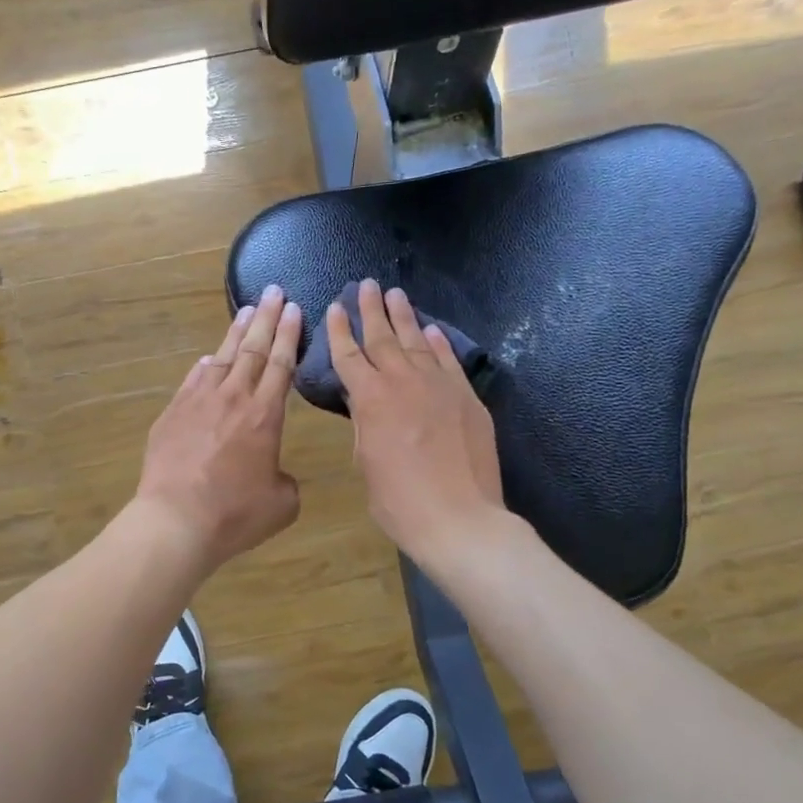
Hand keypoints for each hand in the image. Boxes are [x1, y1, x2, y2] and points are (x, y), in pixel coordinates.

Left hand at [134, 285, 303, 572]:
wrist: (175, 519)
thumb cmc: (234, 514)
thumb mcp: (280, 504)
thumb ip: (285, 482)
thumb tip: (273, 473)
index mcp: (265, 415)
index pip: (280, 364)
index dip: (288, 335)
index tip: (293, 309)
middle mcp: (233, 399)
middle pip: (253, 350)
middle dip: (266, 318)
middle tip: (274, 291)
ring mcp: (198, 402)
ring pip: (222, 357)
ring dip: (236, 333)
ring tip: (247, 311)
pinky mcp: (172, 413)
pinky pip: (193, 379)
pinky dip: (204, 365)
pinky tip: (209, 357)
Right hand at [327, 280, 505, 568]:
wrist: (458, 518)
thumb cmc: (399, 501)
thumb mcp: (366, 462)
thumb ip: (365, 424)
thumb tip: (364, 400)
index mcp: (370, 399)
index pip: (349, 355)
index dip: (340, 330)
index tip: (336, 306)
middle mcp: (403, 382)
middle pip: (383, 337)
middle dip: (371, 310)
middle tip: (366, 285)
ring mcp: (439, 386)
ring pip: (417, 342)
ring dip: (404, 317)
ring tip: (395, 295)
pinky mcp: (466, 397)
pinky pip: (449, 361)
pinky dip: (438, 343)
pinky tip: (431, 331)